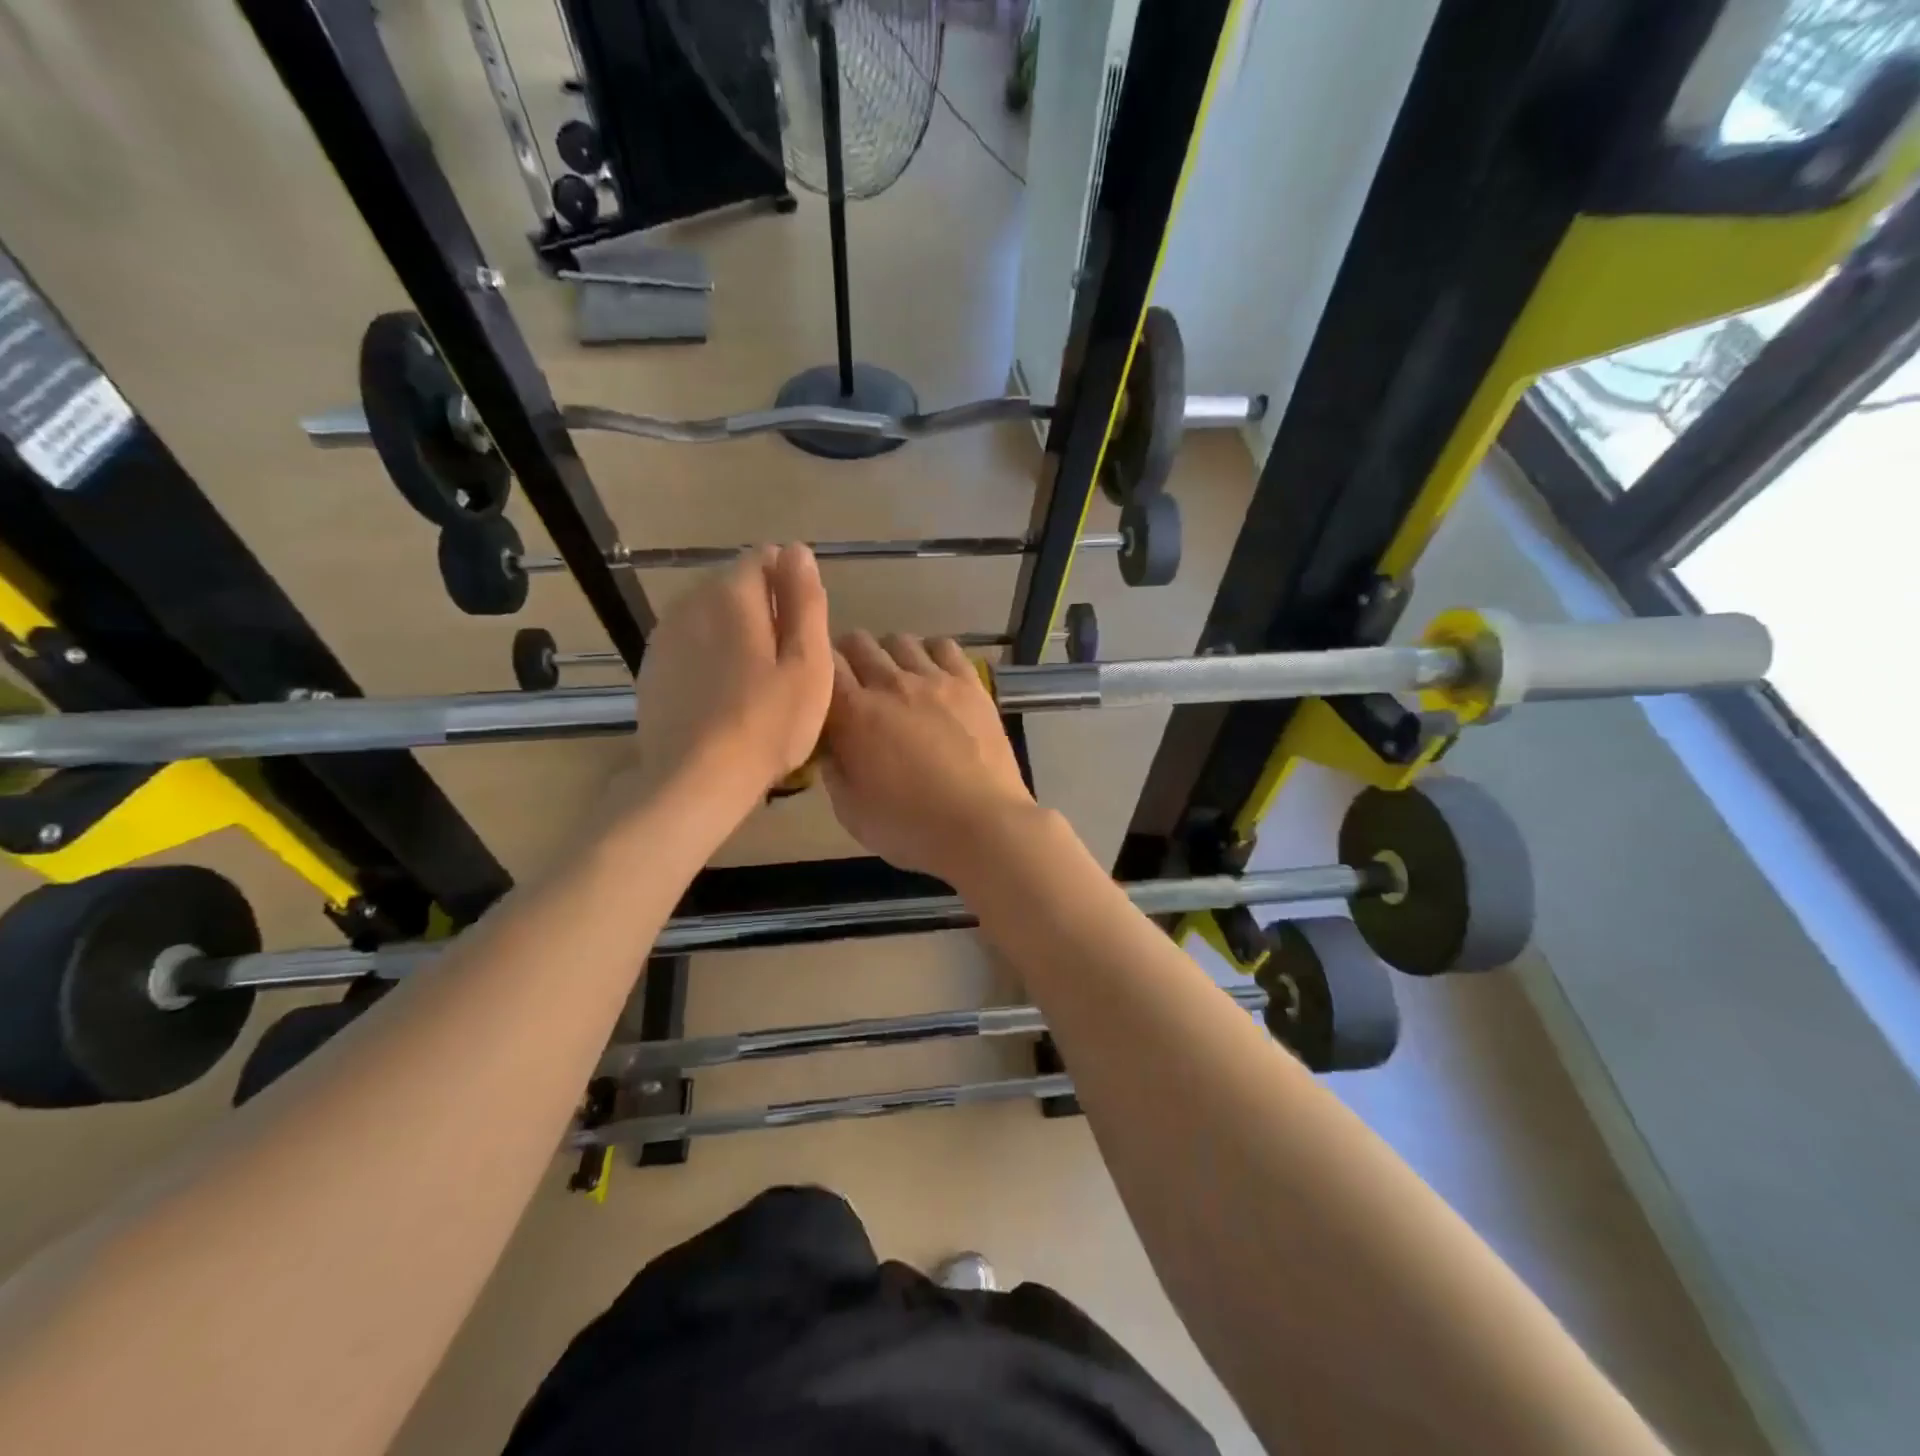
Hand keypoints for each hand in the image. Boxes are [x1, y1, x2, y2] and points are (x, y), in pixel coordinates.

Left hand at [628, 544, 832, 817]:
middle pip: (737, 587)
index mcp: (732, 593)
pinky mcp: (653, 669)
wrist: (696, 781)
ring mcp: (665, 636)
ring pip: (712, 617)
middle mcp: (690, 602)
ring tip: (757, 685)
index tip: (805, 632)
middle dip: (765, 611)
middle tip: (787, 666)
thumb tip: (798, 550)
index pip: (766, 557)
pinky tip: (725, 698)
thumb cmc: (768, 723)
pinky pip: (692, 646)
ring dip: (737, 635)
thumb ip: (805, 601)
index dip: (793, 587)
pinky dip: (711, 658)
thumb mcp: (808, 663)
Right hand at [821, 632, 1037, 884]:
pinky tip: (934, 675)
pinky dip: (932, 653)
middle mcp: (890, 683)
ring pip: (900, 640)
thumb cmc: (910, 827)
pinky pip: (944, 646)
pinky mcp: (970, 684)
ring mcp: (934, 679)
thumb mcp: (850, 810)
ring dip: (889, 654)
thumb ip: (833, 769)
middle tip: (855, 684)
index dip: (819, 671)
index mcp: (854, 713)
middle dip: (849, 657)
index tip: (822, 688)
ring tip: (896, 679)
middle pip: (859, 643)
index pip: (824, 665)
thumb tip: (831, 744)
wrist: (981, 825)